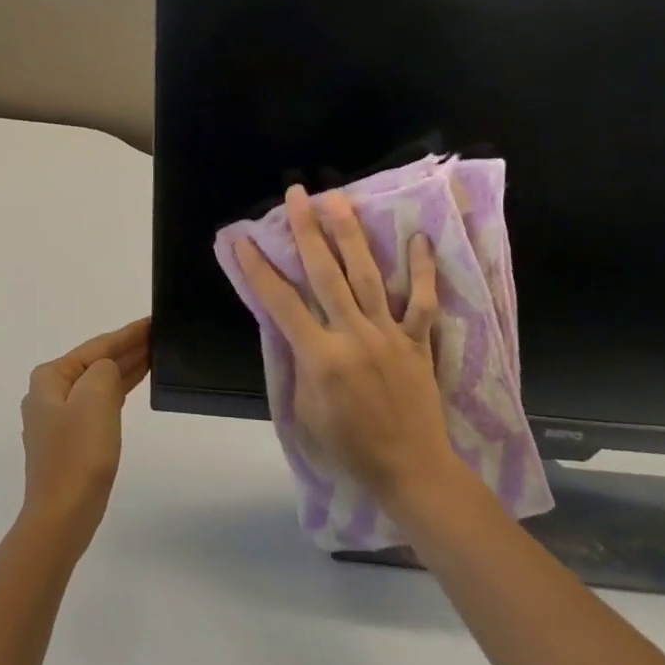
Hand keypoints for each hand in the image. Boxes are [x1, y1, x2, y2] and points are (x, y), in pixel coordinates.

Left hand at [19, 317, 150, 557]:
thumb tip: (109, 370)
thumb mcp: (96, 398)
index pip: (98, 347)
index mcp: (50, 378)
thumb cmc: (78, 454)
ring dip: (125, 369)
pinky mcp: (70, 441)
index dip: (128, 333)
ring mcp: (57, 419)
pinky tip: (133, 385)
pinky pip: (98, 404)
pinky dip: (118, 391)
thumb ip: (106, 370)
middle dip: (128, 349)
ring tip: (156, 355)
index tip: (153, 320)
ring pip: (98, 383)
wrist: (62, 516)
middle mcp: (49, 394)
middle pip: (96, 362)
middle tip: (161, 336)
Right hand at [233, 186, 463, 516]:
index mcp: (320, 356)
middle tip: (298, 195)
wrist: (410, 470)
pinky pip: (421, 301)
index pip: (280, 302)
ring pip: (367, 275)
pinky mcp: (417, 341)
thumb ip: (298, 365)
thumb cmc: (349, 448)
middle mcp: (353, 335)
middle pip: (326, 273)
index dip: (258, 268)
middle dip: (307, 230)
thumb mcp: (305, 412)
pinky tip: (419, 239)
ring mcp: (388, 334)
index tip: (242, 239)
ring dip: (350, 235)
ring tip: (339, 199)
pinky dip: (422, 271)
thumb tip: (294, 329)